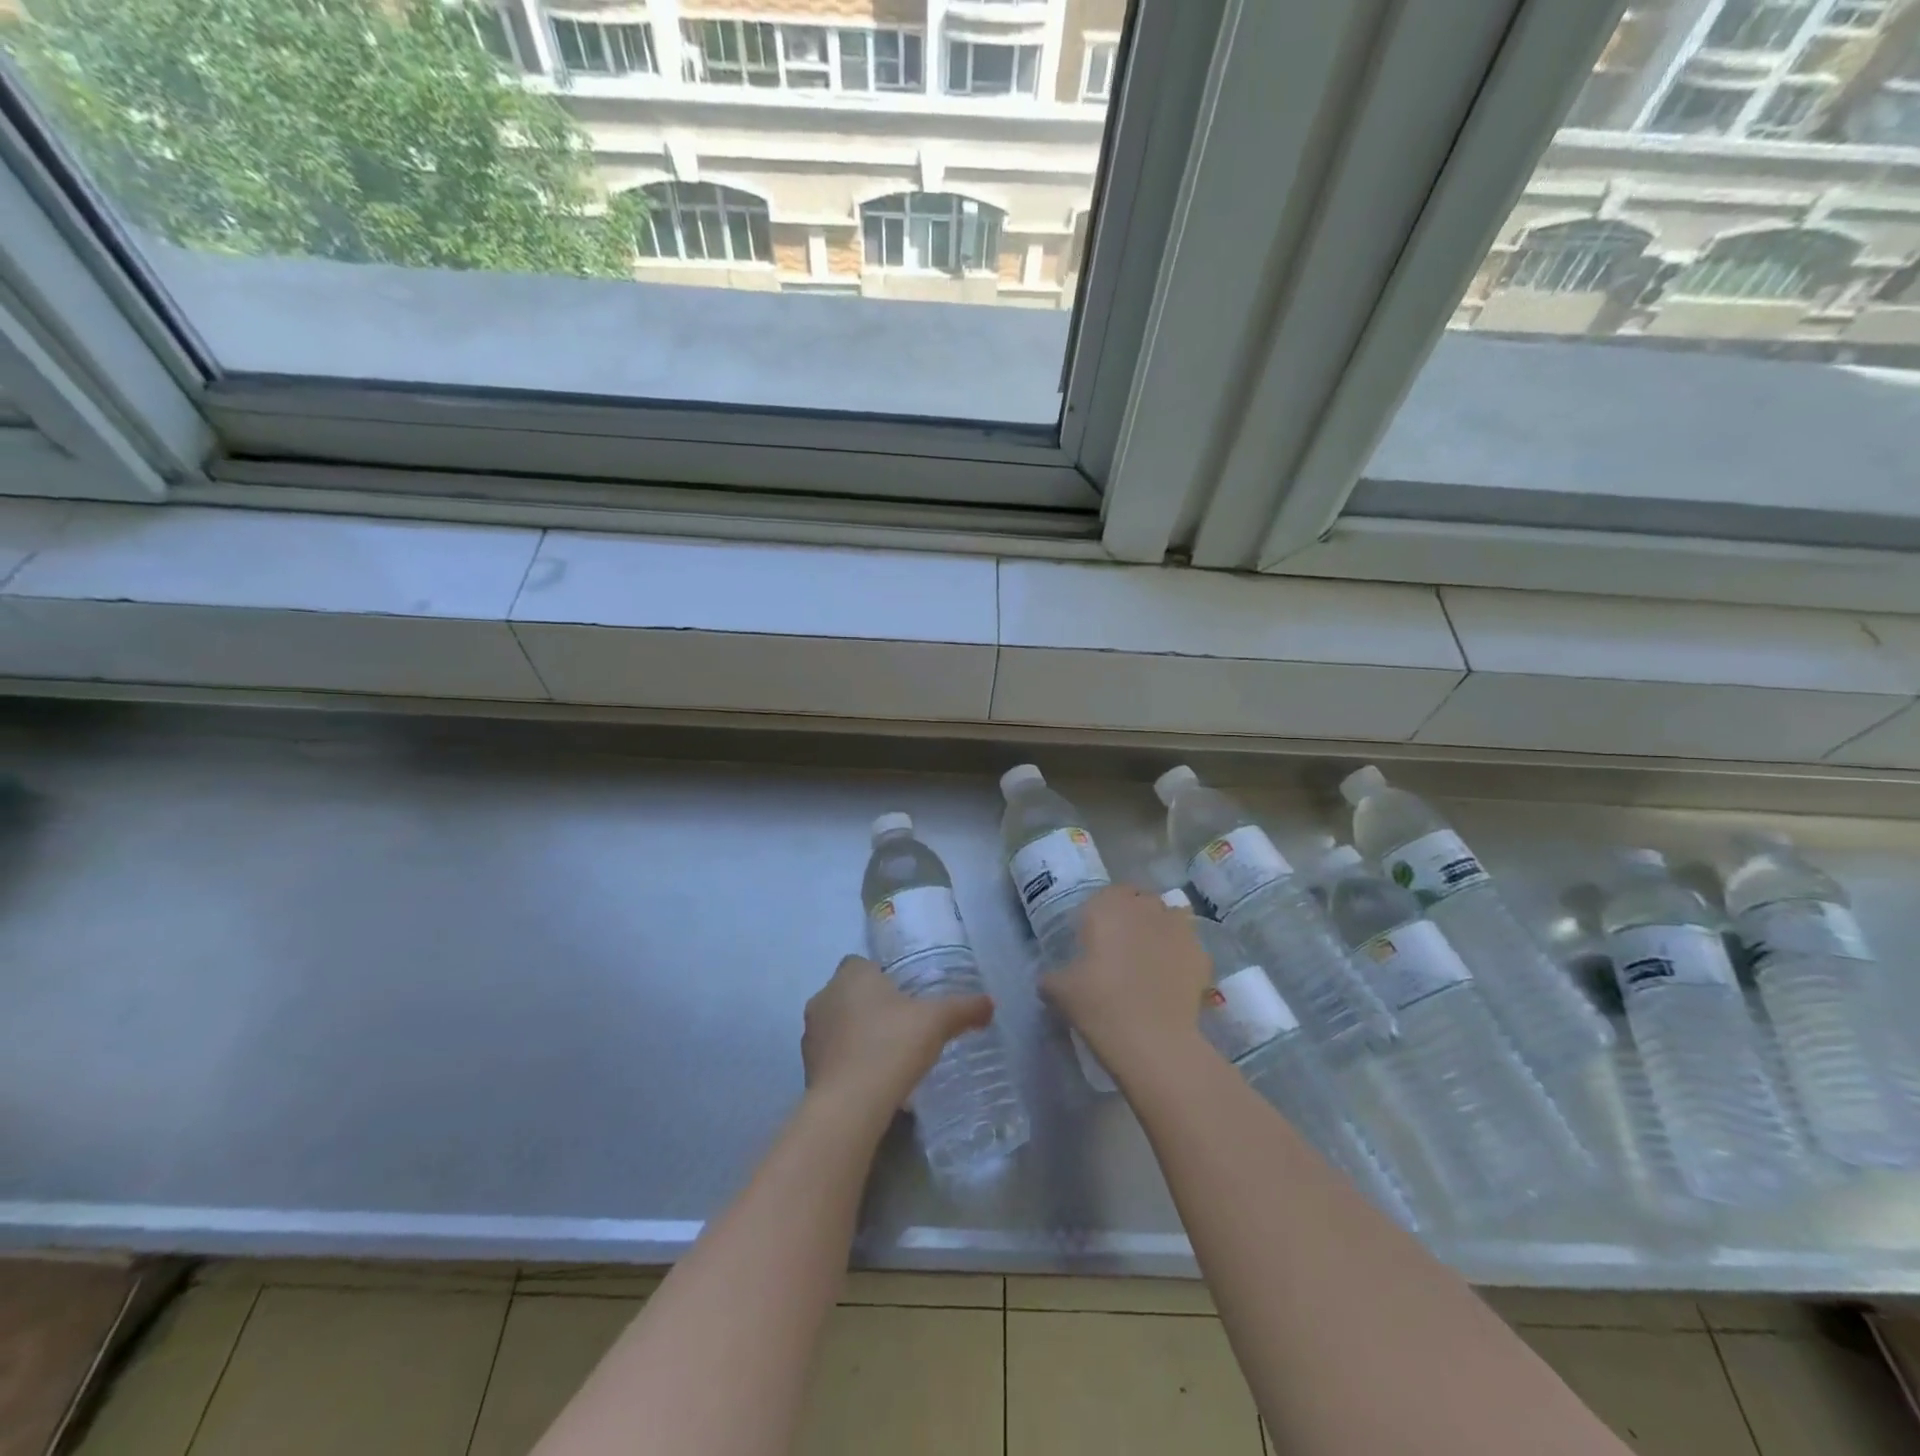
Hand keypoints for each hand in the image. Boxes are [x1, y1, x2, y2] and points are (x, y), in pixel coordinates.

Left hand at [802, 956, 994, 1115]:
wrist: (850, 1105)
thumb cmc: (892, 1045)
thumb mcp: (937, 1022)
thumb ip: (964, 1009)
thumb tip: (990, 1003)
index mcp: (851, 975)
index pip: (862, 963)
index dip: (881, 977)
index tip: (904, 997)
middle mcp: (825, 996)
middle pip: (849, 993)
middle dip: (871, 1006)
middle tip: (902, 1026)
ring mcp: (811, 1034)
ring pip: (838, 1024)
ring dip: (856, 1034)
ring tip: (888, 1055)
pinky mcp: (807, 1067)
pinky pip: (832, 1055)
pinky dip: (848, 1062)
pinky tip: (872, 1079)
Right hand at [1041, 885, 1212, 1075]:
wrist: (1152, 1040)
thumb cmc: (1099, 1004)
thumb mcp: (1058, 990)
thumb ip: (1052, 976)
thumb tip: (1050, 978)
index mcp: (1108, 906)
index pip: (1106, 894)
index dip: (1101, 913)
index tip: (1094, 937)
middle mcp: (1146, 907)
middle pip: (1140, 902)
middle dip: (1132, 918)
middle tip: (1120, 949)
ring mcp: (1179, 929)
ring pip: (1168, 918)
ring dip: (1159, 931)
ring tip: (1149, 962)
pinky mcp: (1202, 954)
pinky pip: (1187, 947)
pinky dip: (1179, 957)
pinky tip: (1170, 981)